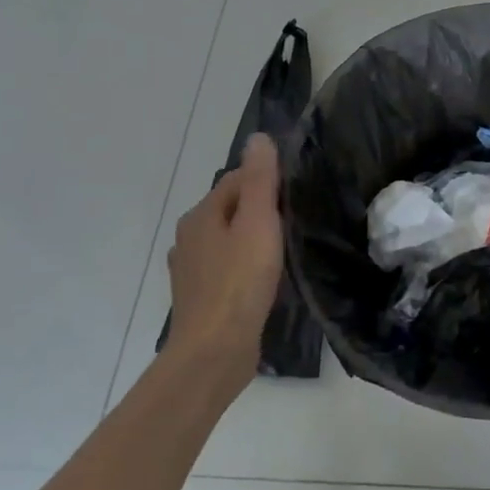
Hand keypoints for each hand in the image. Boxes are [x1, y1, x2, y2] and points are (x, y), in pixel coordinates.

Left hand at [164, 133, 283, 398]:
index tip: (299, 194)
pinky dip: (247, 266)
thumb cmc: (239, 282)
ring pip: (230, 240)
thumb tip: (259, 138)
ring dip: (254, 239)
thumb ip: (260, 180)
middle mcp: (190, 237)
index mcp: (201, 215)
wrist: (214, 352)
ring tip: (287, 248)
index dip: (268, 181)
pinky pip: (229, 268)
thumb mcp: (258, 222)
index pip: (237, 180)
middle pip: (232, 209)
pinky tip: (266, 279)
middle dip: (262, 209)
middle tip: (298, 220)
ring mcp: (192, 270)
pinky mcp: (202, 297)